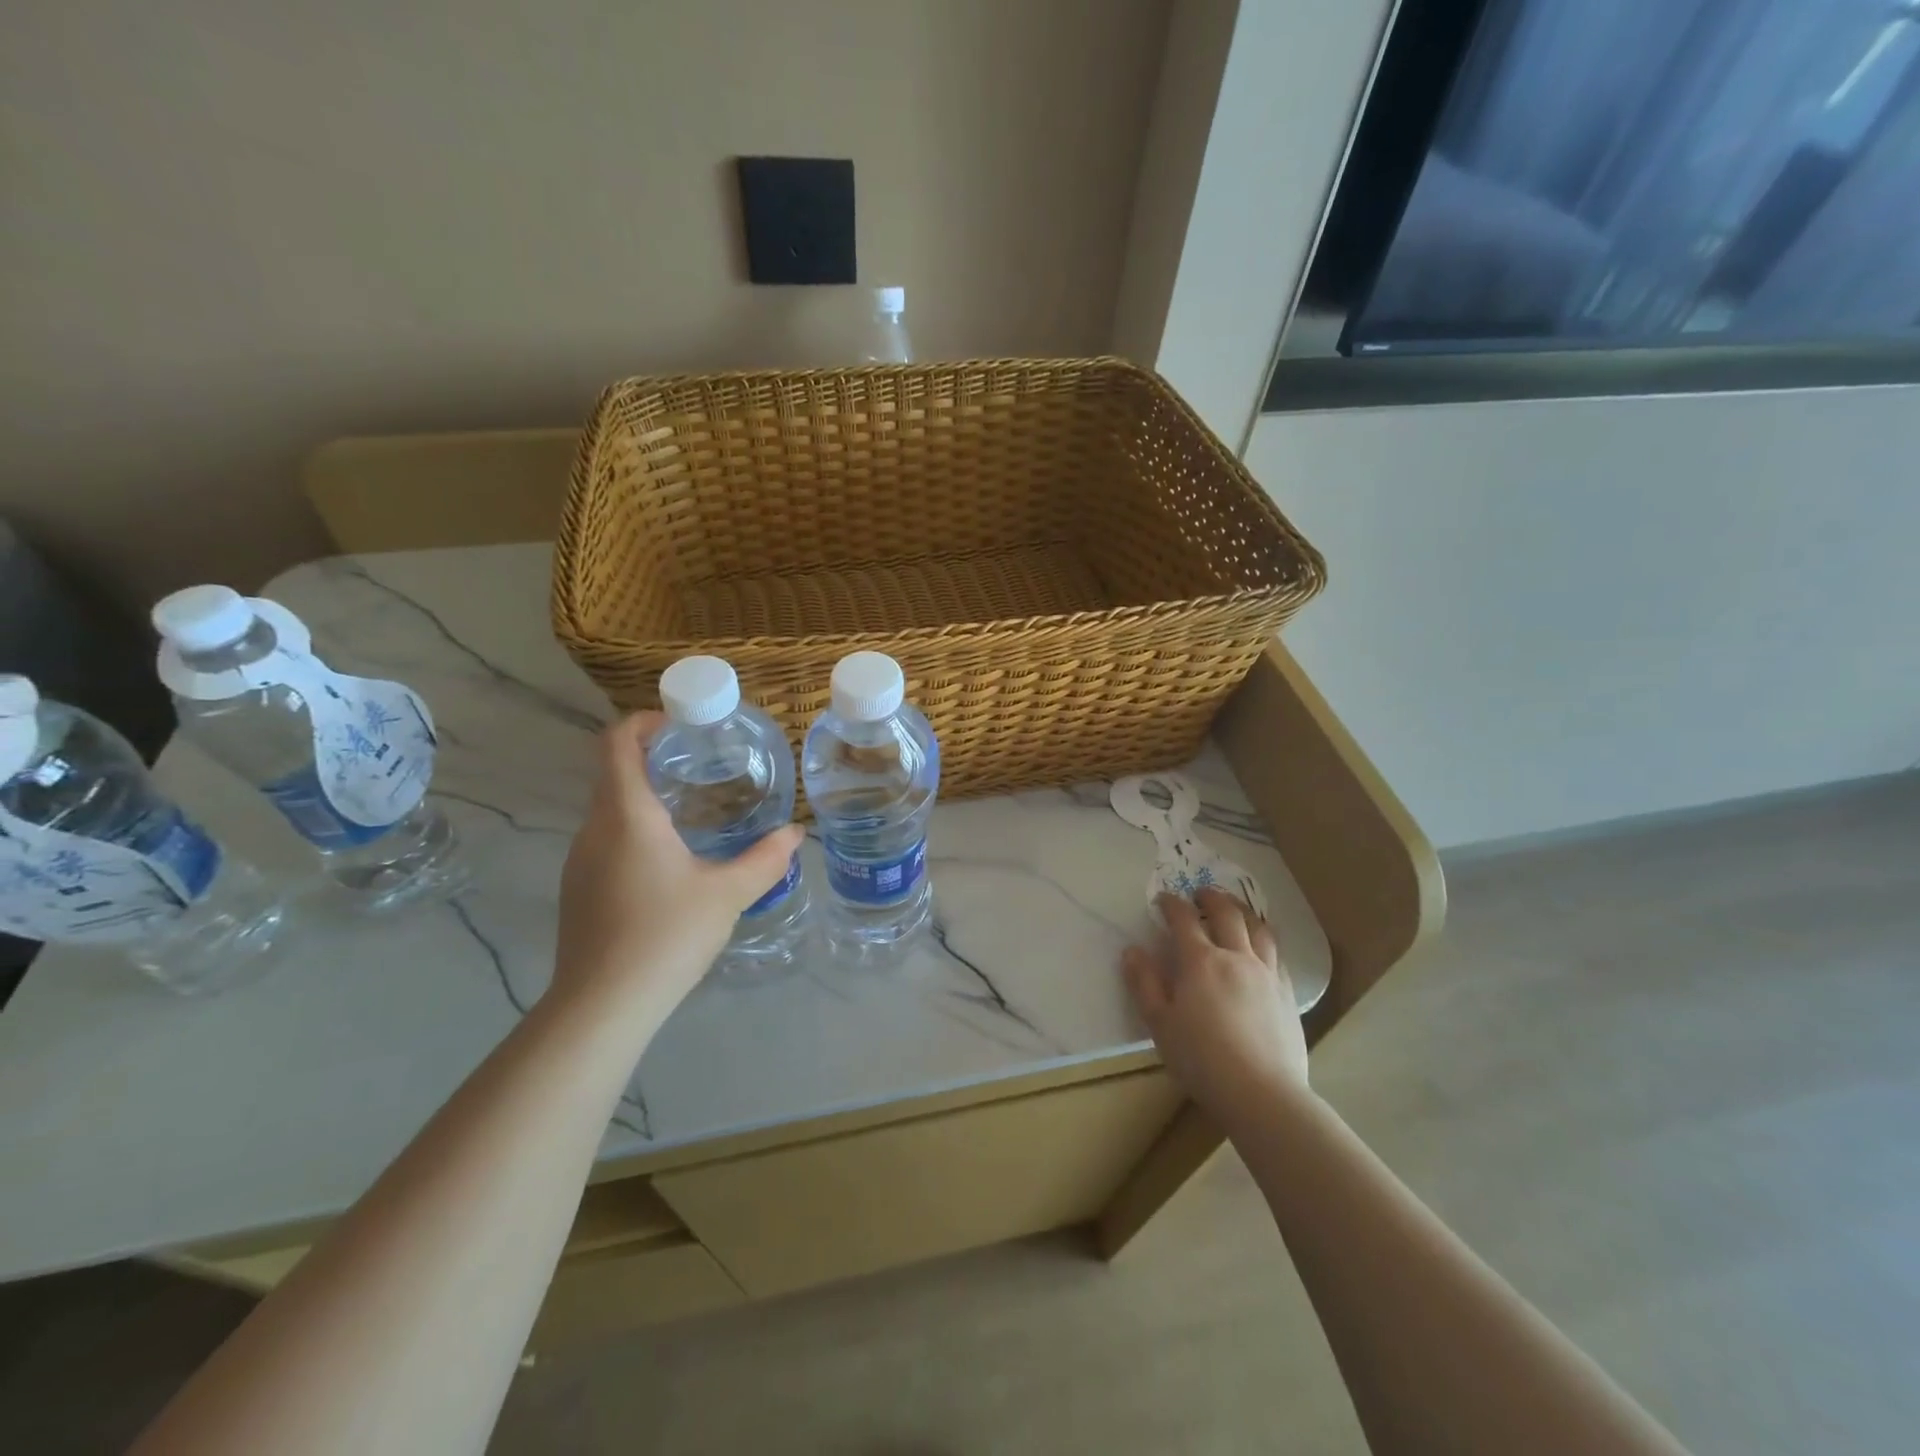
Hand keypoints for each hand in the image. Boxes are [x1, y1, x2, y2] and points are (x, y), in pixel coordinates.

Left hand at [553, 712, 804, 1024]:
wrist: (602, 1006)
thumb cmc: (666, 935)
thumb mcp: (728, 893)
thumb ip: (765, 859)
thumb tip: (794, 833)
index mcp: (627, 815)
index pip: (617, 743)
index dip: (643, 721)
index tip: (681, 724)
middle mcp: (594, 829)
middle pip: (615, 773)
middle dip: (655, 759)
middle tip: (704, 766)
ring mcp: (580, 861)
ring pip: (611, 810)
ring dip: (646, 797)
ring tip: (694, 811)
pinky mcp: (579, 889)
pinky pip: (607, 840)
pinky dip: (636, 830)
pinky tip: (671, 861)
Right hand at [1123, 887, 1310, 1121]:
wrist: (1262, 1094)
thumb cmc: (1202, 1060)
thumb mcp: (1160, 1024)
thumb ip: (1144, 984)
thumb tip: (1132, 951)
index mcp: (1201, 962)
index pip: (1183, 920)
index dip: (1171, 904)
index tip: (1163, 899)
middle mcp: (1236, 957)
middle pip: (1227, 914)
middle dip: (1211, 898)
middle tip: (1200, 894)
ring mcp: (1267, 974)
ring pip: (1259, 928)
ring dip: (1243, 911)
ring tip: (1235, 909)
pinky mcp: (1287, 993)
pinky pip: (1278, 954)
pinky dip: (1265, 940)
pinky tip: (1262, 947)